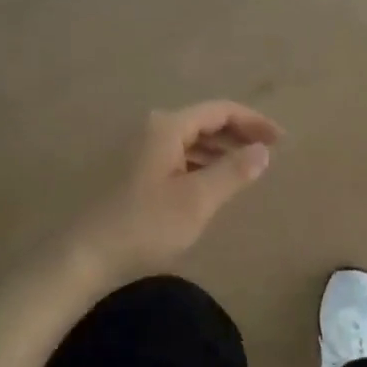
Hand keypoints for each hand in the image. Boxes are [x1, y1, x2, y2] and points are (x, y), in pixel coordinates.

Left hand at [67, 101, 282, 281]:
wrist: (86, 256)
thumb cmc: (145, 225)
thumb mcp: (197, 200)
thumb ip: (234, 171)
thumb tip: (263, 150)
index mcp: (168, 127)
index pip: (220, 110)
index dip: (254, 121)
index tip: (281, 140)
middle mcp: (153, 128)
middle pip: (205, 121)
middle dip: (239, 134)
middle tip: (269, 153)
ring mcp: (141, 149)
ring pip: (191, 139)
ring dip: (221, 149)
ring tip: (247, 168)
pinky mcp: (135, 170)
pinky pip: (178, 155)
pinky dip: (202, 162)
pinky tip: (213, 182)